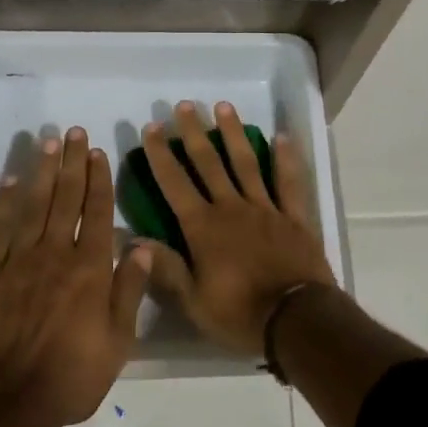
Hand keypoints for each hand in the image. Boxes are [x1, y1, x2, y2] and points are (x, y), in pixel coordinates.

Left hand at [0, 127, 152, 426]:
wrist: (9, 404)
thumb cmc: (72, 377)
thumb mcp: (118, 342)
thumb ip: (130, 291)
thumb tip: (142, 247)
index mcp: (91, 269)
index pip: (98, 212)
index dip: (99, 179)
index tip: (98, 152)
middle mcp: (57, 254)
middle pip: (66, 198)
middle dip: (72, 163)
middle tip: (74, 132)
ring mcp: (20, 262)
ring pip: (34, 206)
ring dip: (42, 172)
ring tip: (48, 143)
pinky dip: (3, 204)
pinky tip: (9, 181)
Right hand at [140, 101, 335, 356]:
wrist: (295, 321)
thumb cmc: (239, 314)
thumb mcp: (193, 300)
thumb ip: (165, 267)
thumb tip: (131, 241)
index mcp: (203, 227)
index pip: (175, 183)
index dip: (161, 155)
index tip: (151, 128)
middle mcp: (231, 208)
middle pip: (209, 163)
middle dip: (193, 132)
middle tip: (184, 105)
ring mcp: (265, 208)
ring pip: (246, 163)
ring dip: (233, 133)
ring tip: (223, 106)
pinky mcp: (293, 217)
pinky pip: (289, 182)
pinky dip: (286, 159)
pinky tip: (282, 137)